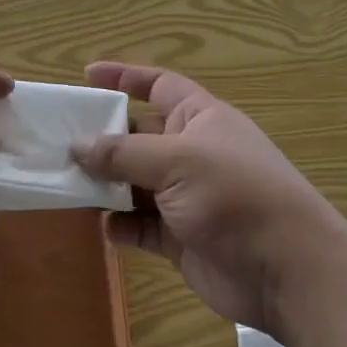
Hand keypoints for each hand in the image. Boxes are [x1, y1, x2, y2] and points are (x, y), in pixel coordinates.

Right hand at [72, 62, 346, 335]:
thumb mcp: (177, 161)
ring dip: (106, 185)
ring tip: (67, 184)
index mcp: (200, 118)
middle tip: (58, 142)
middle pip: (139, 136)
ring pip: (135, 183)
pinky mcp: (182, 238)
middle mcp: (192, 152)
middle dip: (103, 139)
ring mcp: (187, 197)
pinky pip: (142, 225)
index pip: (159, 85)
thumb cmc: (235, 195)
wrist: (287, 271)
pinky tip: (103, 227)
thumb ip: (124, 153)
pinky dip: (121, 225)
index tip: (87, 76)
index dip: (125, 77)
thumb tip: (77, 145)